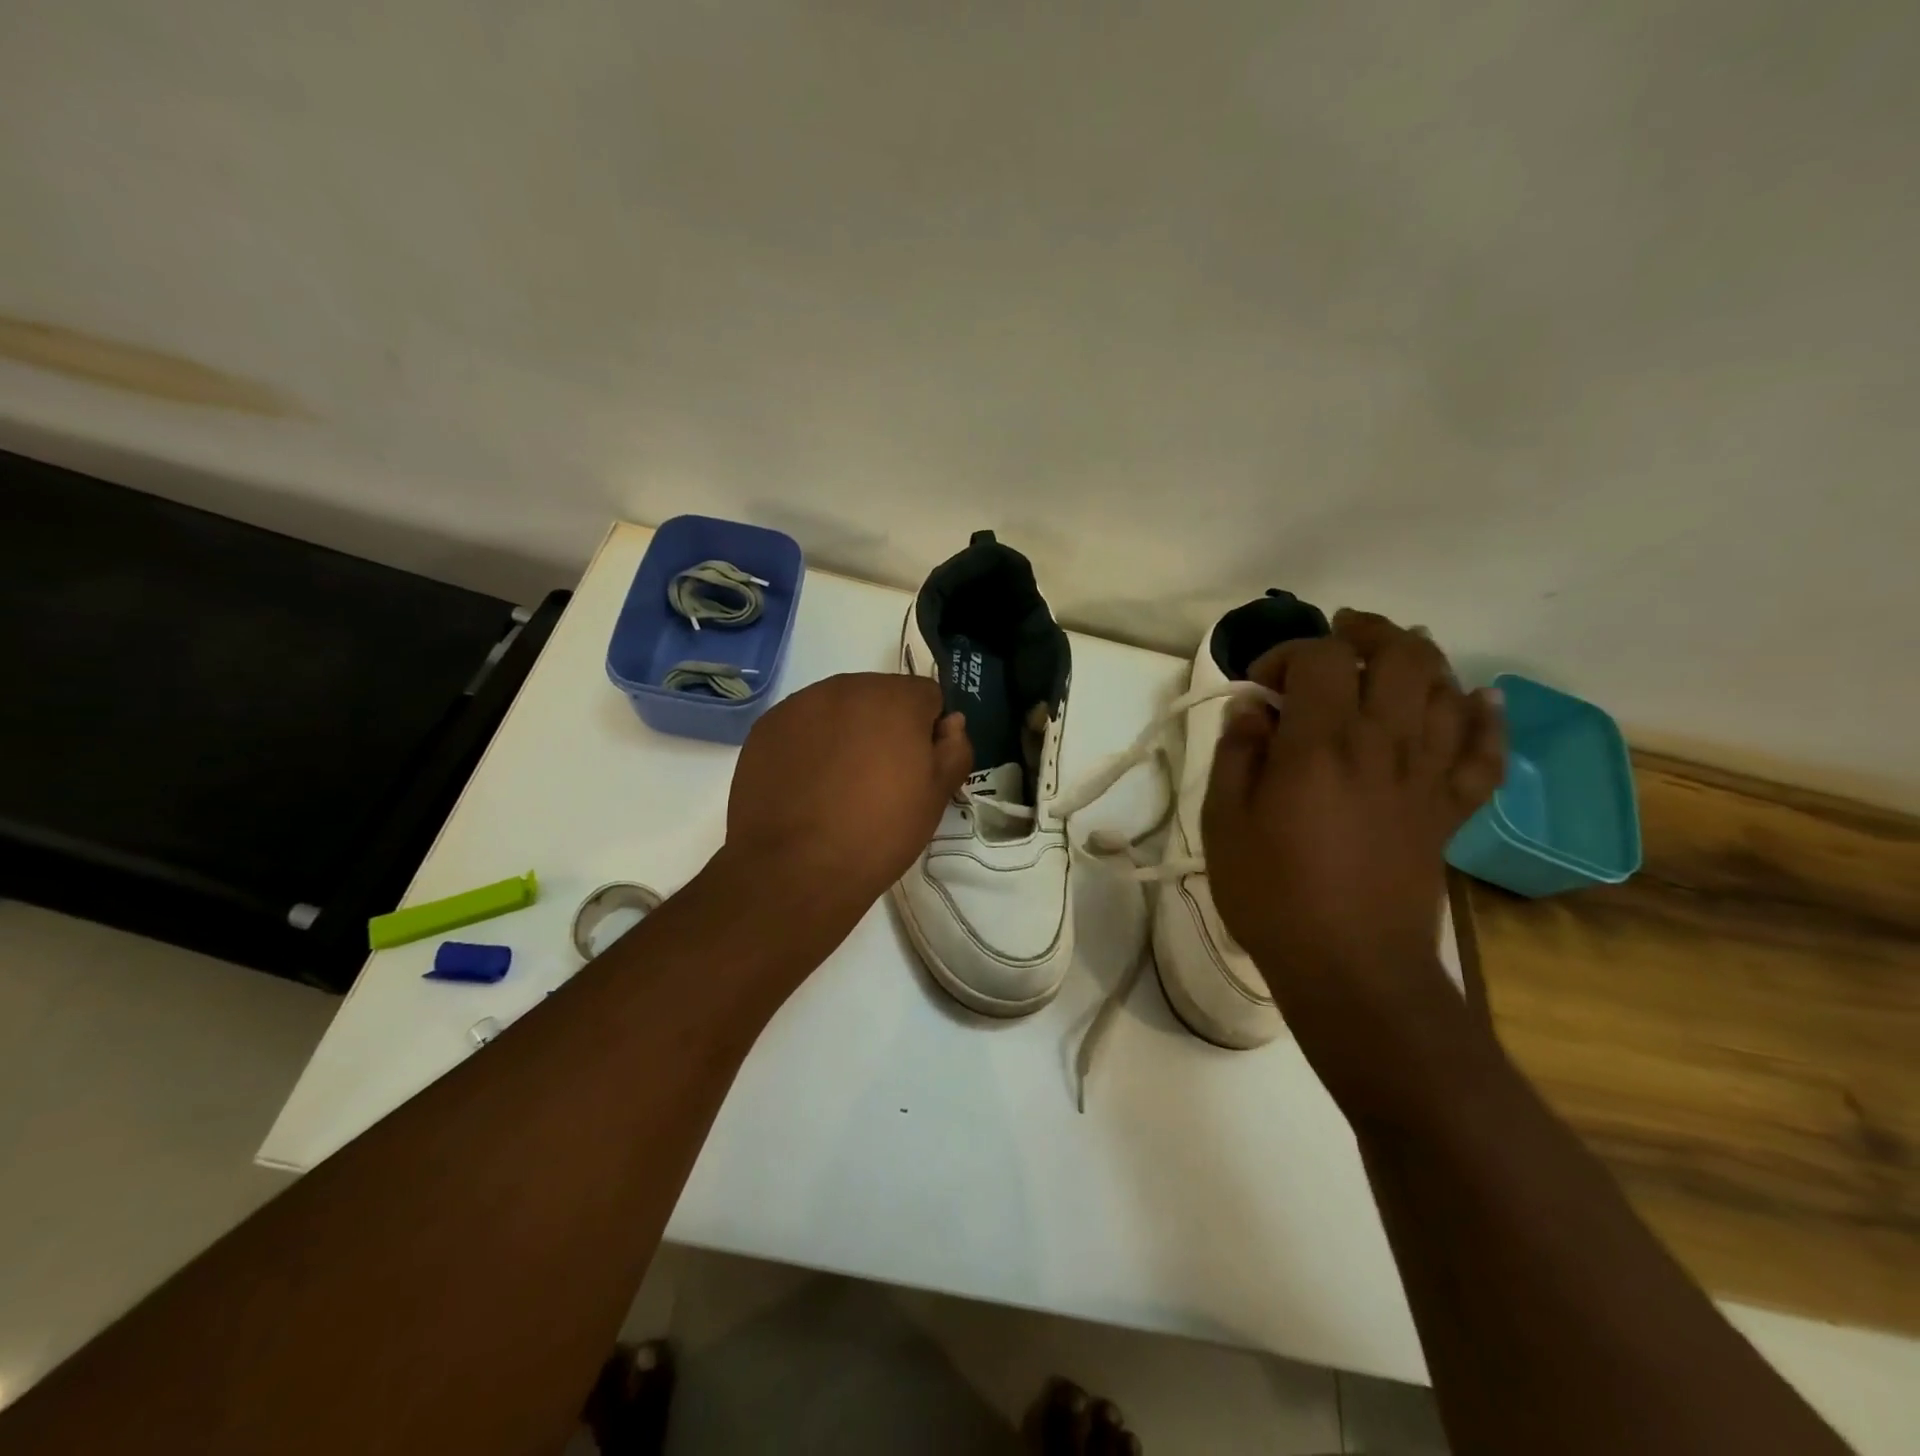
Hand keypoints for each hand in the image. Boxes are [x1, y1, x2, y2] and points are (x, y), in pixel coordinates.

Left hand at [720, 673, 970, 924]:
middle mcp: (847, 687)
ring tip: (840, 783)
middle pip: (880, 696)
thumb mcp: (936, 797)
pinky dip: (810, 744)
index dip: (929, 731)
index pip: (927, 696)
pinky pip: (802, 725)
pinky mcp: (767, 727)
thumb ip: (955, 749)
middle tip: (880, 778)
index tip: (919, 767)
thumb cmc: (879, 832)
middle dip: (886, 726)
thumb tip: (951, 723)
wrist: (796, 868)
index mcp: (895, 698)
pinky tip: (808, 785)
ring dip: (847, 732)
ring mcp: (800, 704)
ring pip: (839, 708)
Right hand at [1201, 611, 1504, 1109]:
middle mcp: (1383, 745)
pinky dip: (1488, 720)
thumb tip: (1252, 711)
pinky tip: (1481, 699)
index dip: (1287, 654)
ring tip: (1397, 653)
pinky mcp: (1449, 811)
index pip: (1320, 660)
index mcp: (1320, 744)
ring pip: (1447, 691)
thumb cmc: (1272, 894)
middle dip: (1368, 632)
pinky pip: (1485, 754)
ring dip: (1424, 660)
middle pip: (1400, 657)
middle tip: (1340, 634)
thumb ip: (1237, 755)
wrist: (1350, 967)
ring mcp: (1426, 777)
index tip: (1260, 685)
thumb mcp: (1224, 822)